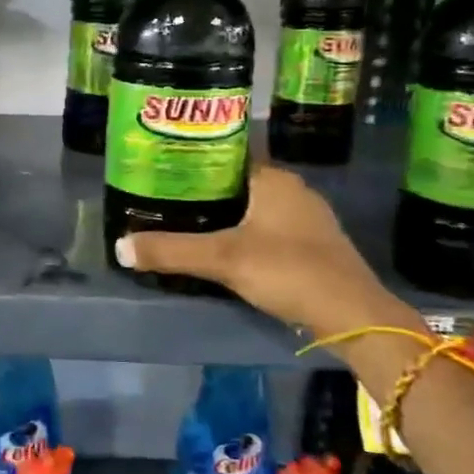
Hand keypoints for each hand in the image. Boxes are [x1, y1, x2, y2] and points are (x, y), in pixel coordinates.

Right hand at [114, 162, 402, 337]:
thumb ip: (171, 251)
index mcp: (274, 179)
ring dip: (224, 214)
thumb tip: (119, 247)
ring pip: (253, 207)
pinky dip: (243, 233)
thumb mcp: (224, 259)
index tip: (162, 169)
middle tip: (164, 198)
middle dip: (204, 190)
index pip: (227, 155)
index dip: (194, 160)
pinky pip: (267, 229)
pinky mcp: (312, 246)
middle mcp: (293, 190)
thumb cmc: (289, 271)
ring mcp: (307, 219)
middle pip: (238, 182)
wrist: (354, 317)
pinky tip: (223, 249)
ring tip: (184, 222)